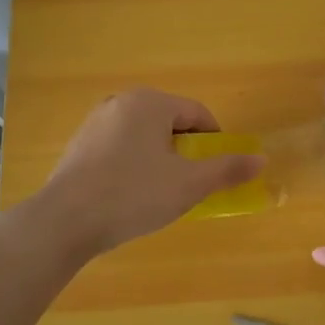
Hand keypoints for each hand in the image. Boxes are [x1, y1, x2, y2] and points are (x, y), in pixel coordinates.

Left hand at [29, 87, 263, 258]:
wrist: (64, 222)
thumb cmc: (133, 195)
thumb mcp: (188, 185)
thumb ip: (227, 169)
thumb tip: (261, 159)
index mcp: (150, 102)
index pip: (197, 113)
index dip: (215, 142)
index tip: (217, 170)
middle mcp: (121, 102)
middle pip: (170, 122)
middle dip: (185, 150)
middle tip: (188, 183)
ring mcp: (95, 122)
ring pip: (144, 136)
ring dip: (160, 158)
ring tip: (159, 192)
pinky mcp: (78, 145)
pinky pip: (119, 147)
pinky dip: (133, 164)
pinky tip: (129, 194)